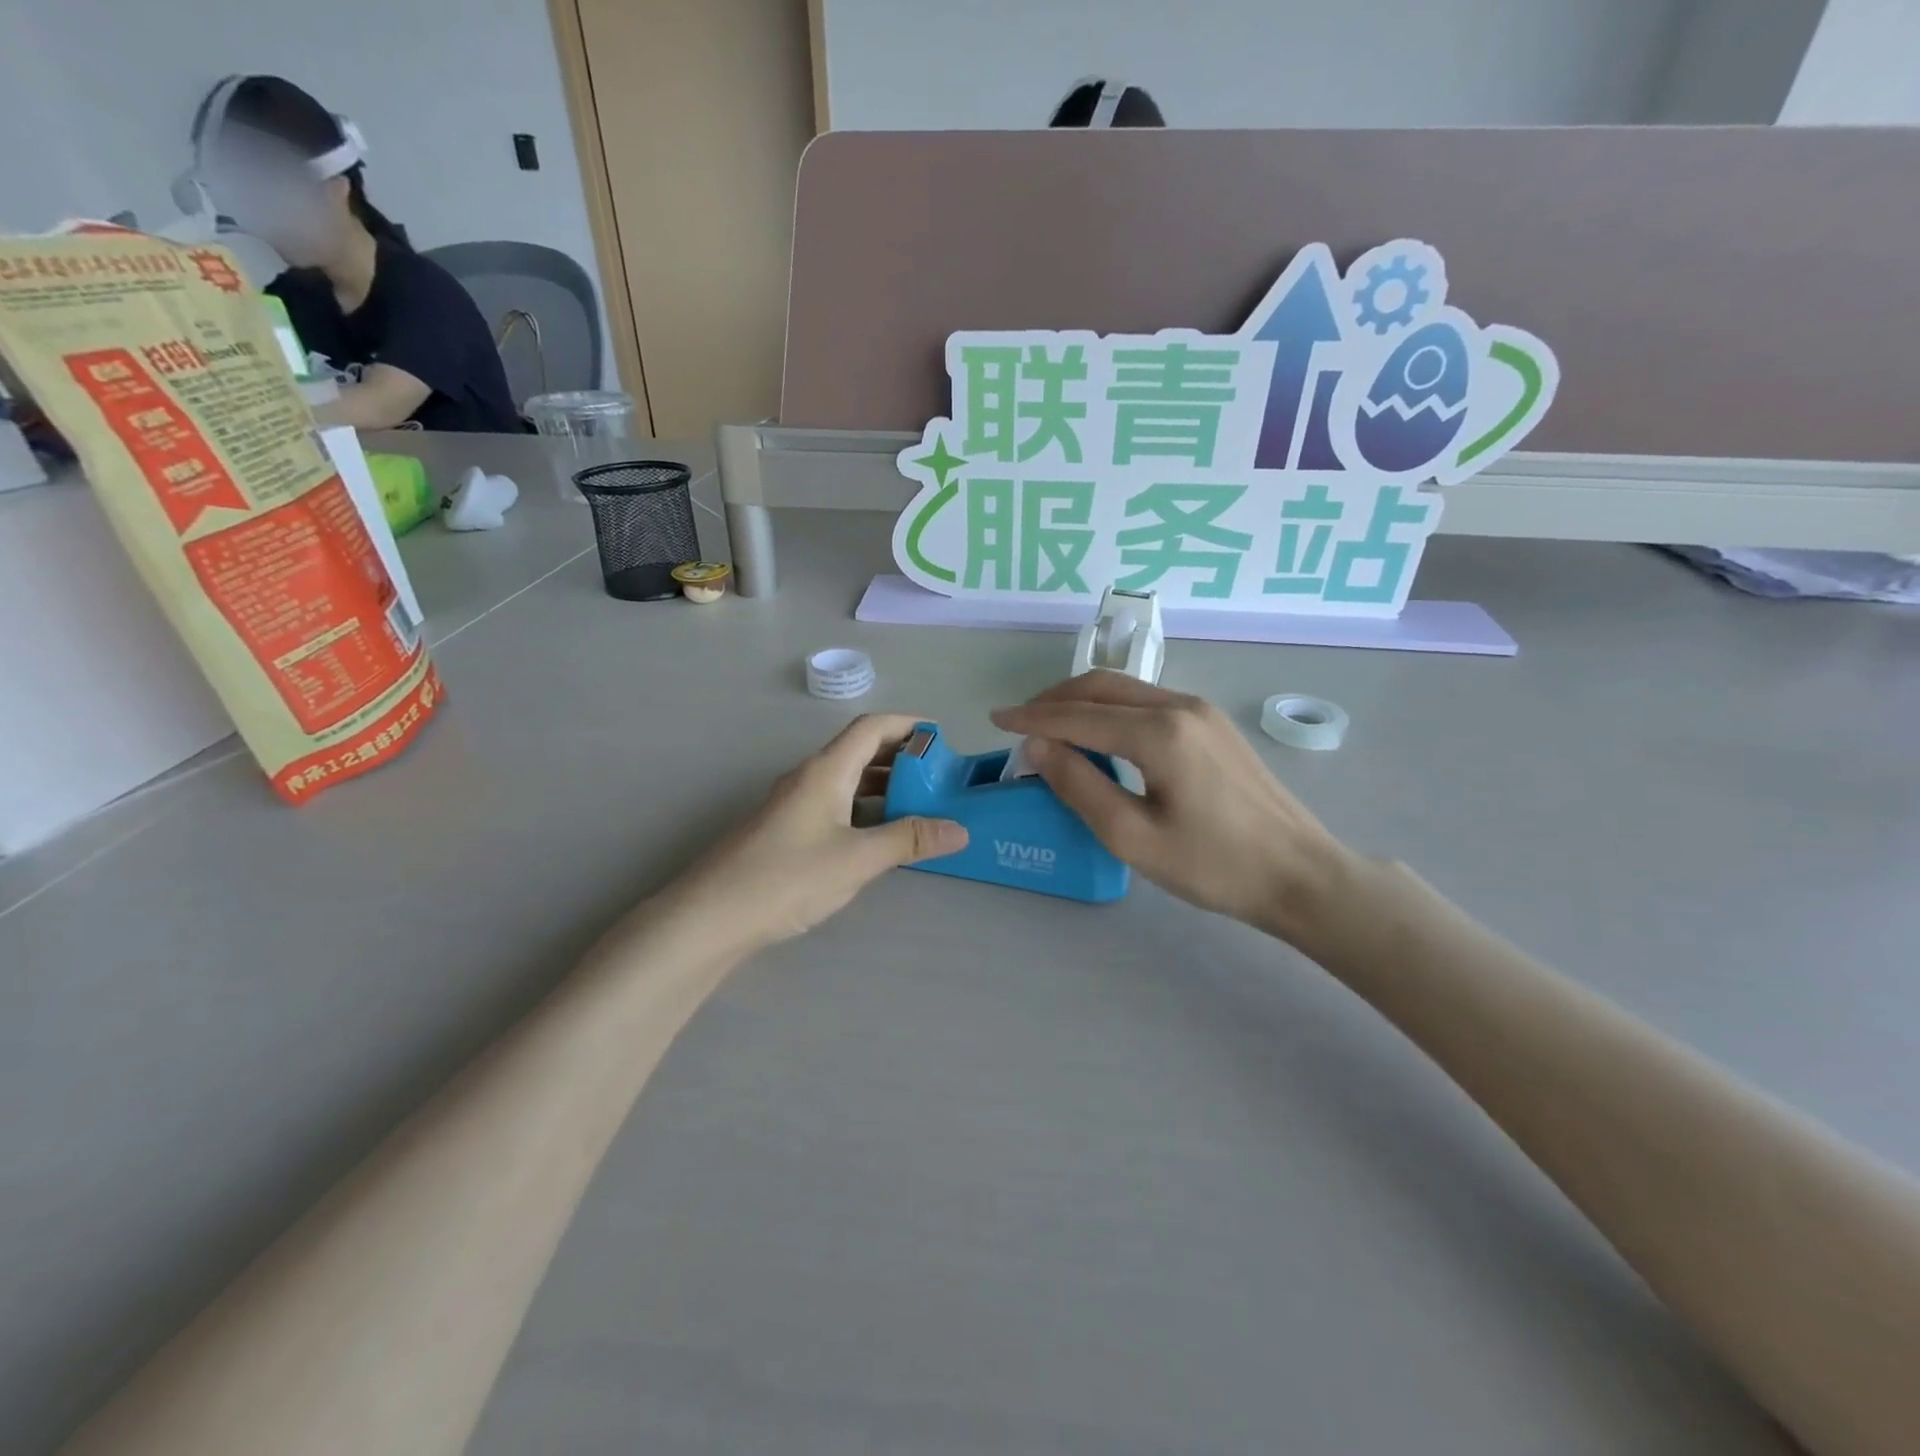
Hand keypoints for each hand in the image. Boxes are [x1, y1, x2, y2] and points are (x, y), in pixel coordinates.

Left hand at [671, 714, 967, 952]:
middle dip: (901, 758)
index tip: (941, 738)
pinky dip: (863, 809)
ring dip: (883, 786)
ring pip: (846, 780)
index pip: (871, 728)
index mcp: (826, 770)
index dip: (907, 725)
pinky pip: (834, 804)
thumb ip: (908, 840)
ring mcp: (794, 803)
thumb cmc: (788, 877)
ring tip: (919, 806)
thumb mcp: (857, 859)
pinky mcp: (786, 829)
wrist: (711, 916)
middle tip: (938, 778)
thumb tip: (959, 829)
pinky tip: (878, 835)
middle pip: (860, 751)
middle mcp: (809, 777)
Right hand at [991, 673, 1355, 943]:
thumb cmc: (1215, 866)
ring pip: (1126, 690)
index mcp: (1159, 733)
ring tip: (1050, 727)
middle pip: (1101, 687)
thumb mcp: (1134, 838)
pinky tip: (1099, 735)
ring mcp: (1201, 711)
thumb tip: (1038, 747)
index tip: (995, 719)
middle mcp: (1180, 706)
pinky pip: (1148, 702)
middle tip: (1019, 721)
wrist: (1300, 874)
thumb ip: (1080, 787)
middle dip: (1054, 700)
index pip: (1078, 716)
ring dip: (1082, 702)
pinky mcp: (1213, 724)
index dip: (1031, 718)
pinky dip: (1111, 711)